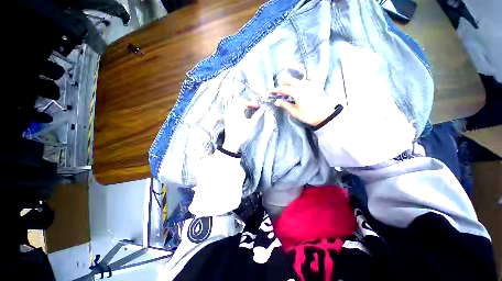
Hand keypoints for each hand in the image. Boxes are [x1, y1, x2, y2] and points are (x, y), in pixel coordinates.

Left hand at [222, 98, 263, 152]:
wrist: (232, 142)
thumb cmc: (242, 133)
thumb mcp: (251, 124)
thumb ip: (257, 115)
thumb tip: (262, 109)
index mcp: (237, 111)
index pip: (244, 102)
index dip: (251, 103)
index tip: (257, 106)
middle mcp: (231, 111)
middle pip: (238, 101)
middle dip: (245, 102)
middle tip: (252, 106)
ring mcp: (227, 114)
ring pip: (233, 104)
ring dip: (240, 104)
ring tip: (246, 108)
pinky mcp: (226, 118)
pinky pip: (229, 109)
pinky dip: (235, 108)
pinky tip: (239, 112)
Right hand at [273, 76, 334, 125]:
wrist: (325, 115)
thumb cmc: (308, 115)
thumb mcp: (294, 112)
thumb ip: (285, 105)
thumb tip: (277, 101)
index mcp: (297, 92)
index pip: (284, 89)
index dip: (277, 90)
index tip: (273, 91)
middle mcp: (303, 85)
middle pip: (289, 79)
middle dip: (283, 84)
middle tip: (281, 92)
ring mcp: (310, 84)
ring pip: (296, 80)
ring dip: (291, 84)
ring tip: (289, 93)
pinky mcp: (315, 85)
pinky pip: (303, 82)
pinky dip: (298, 85)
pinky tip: (299, 92)